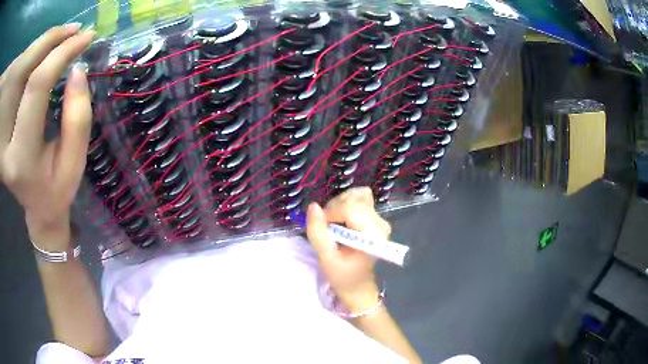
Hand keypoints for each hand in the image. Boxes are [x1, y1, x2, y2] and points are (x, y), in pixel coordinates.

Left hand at [0, 24, 94, 249]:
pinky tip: (46, 57)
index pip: (37, 86)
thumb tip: (77, 69)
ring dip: (43, 45)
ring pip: (20, 70)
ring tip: (63, 40)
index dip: (62, 53)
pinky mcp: (4, 125)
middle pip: (25, 70)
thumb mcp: (74, 163)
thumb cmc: (57, 189)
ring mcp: (3, 133)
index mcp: (20, 156)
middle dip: (51, 40)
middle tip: (75, 30)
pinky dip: (34, 58)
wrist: (36, 206)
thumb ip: (78, 119)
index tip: (86, 38)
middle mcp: (5, 141)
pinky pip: (18, 79)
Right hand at [306, 187, 391, 312]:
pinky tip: (341, 221)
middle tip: (328, 229)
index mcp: (373, 235)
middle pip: (353, 199)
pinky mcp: (375, 216)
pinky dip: (345, 206)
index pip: (350, 207)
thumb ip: (318, 233)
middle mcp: (380, 222)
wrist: (357, 284)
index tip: (323, 227)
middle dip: (334, 209)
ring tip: (334, 226)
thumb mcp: (326, 258)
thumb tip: (313, 206)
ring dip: (338, 207)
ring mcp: (379, 218)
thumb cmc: (342, 275)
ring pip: (355, 196)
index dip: (331, 212)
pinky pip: (358, 199)